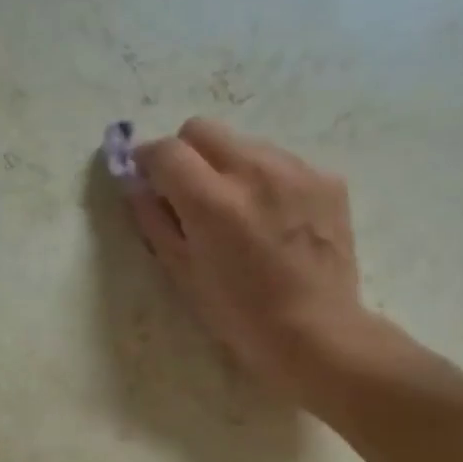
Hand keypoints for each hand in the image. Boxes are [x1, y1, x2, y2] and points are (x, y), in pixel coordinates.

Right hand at [127, 117, 375, 405]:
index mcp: (212, 201)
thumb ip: (154, 220)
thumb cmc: (237, 314)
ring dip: (227, 166)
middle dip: (185, 154)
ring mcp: (296, 170)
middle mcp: (255, 171)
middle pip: (202, 129)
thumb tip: (136, 185)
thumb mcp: (182, 272)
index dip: (147, 161)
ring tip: (237, 212)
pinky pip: (281, 162)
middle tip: (187, 192)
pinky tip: (273, 220)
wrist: (314, 332)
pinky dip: (265, 181)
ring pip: (244, 143)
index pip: (165, 151)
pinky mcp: (327, 178)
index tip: (145, 178)